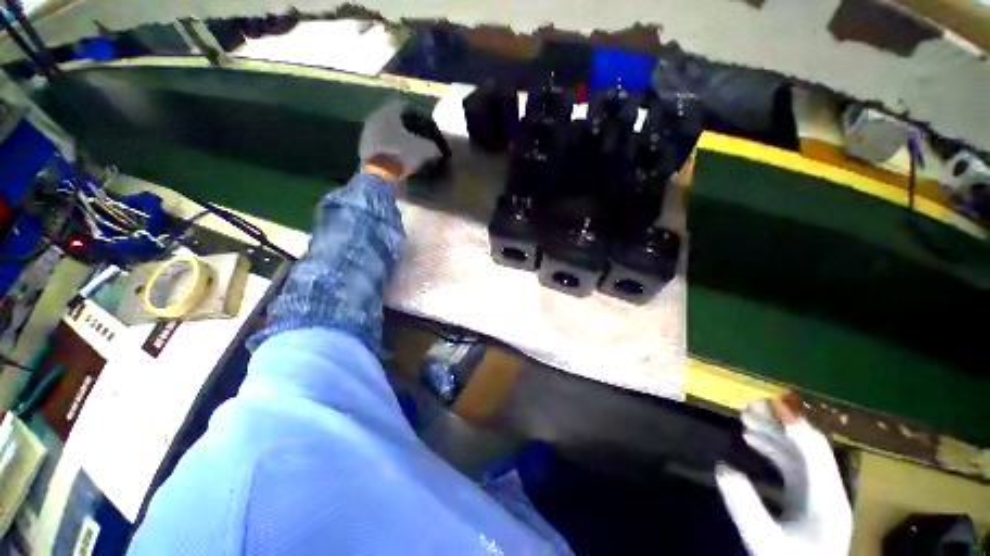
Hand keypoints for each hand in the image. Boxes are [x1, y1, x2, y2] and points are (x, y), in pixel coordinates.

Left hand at [359, 100, 440, 177]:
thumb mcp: (426, 150)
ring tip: (408, 151)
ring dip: (397, 139)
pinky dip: (390, 149)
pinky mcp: (363, 149)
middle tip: (418, 139)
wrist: (379, 174)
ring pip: (386, 132)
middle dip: (407, 128)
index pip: (406, 107)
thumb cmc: (402, 155)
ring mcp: (366, 133)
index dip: (418, 116)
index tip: (426, 126)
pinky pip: (380, 145)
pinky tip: (398, 160)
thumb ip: (433, 146)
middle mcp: (375, 117)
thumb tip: (437, 150)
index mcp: (389, 111)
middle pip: (394, 119)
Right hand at [715, 397, 852, 555]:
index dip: (793, 425)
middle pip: (807, 446)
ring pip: (798, 453)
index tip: (769, 404)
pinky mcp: (807, 497)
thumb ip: (745, 507)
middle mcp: (827, 489)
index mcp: (827, 499)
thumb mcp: (765, 541)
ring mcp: (818, 493)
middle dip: (778, 424)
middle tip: (748, 406)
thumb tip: (721, 467)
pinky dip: (772, 448)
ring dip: (772, 433)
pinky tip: (751, 440)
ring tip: (744, 418)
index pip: (815, 451)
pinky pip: (791, 464)